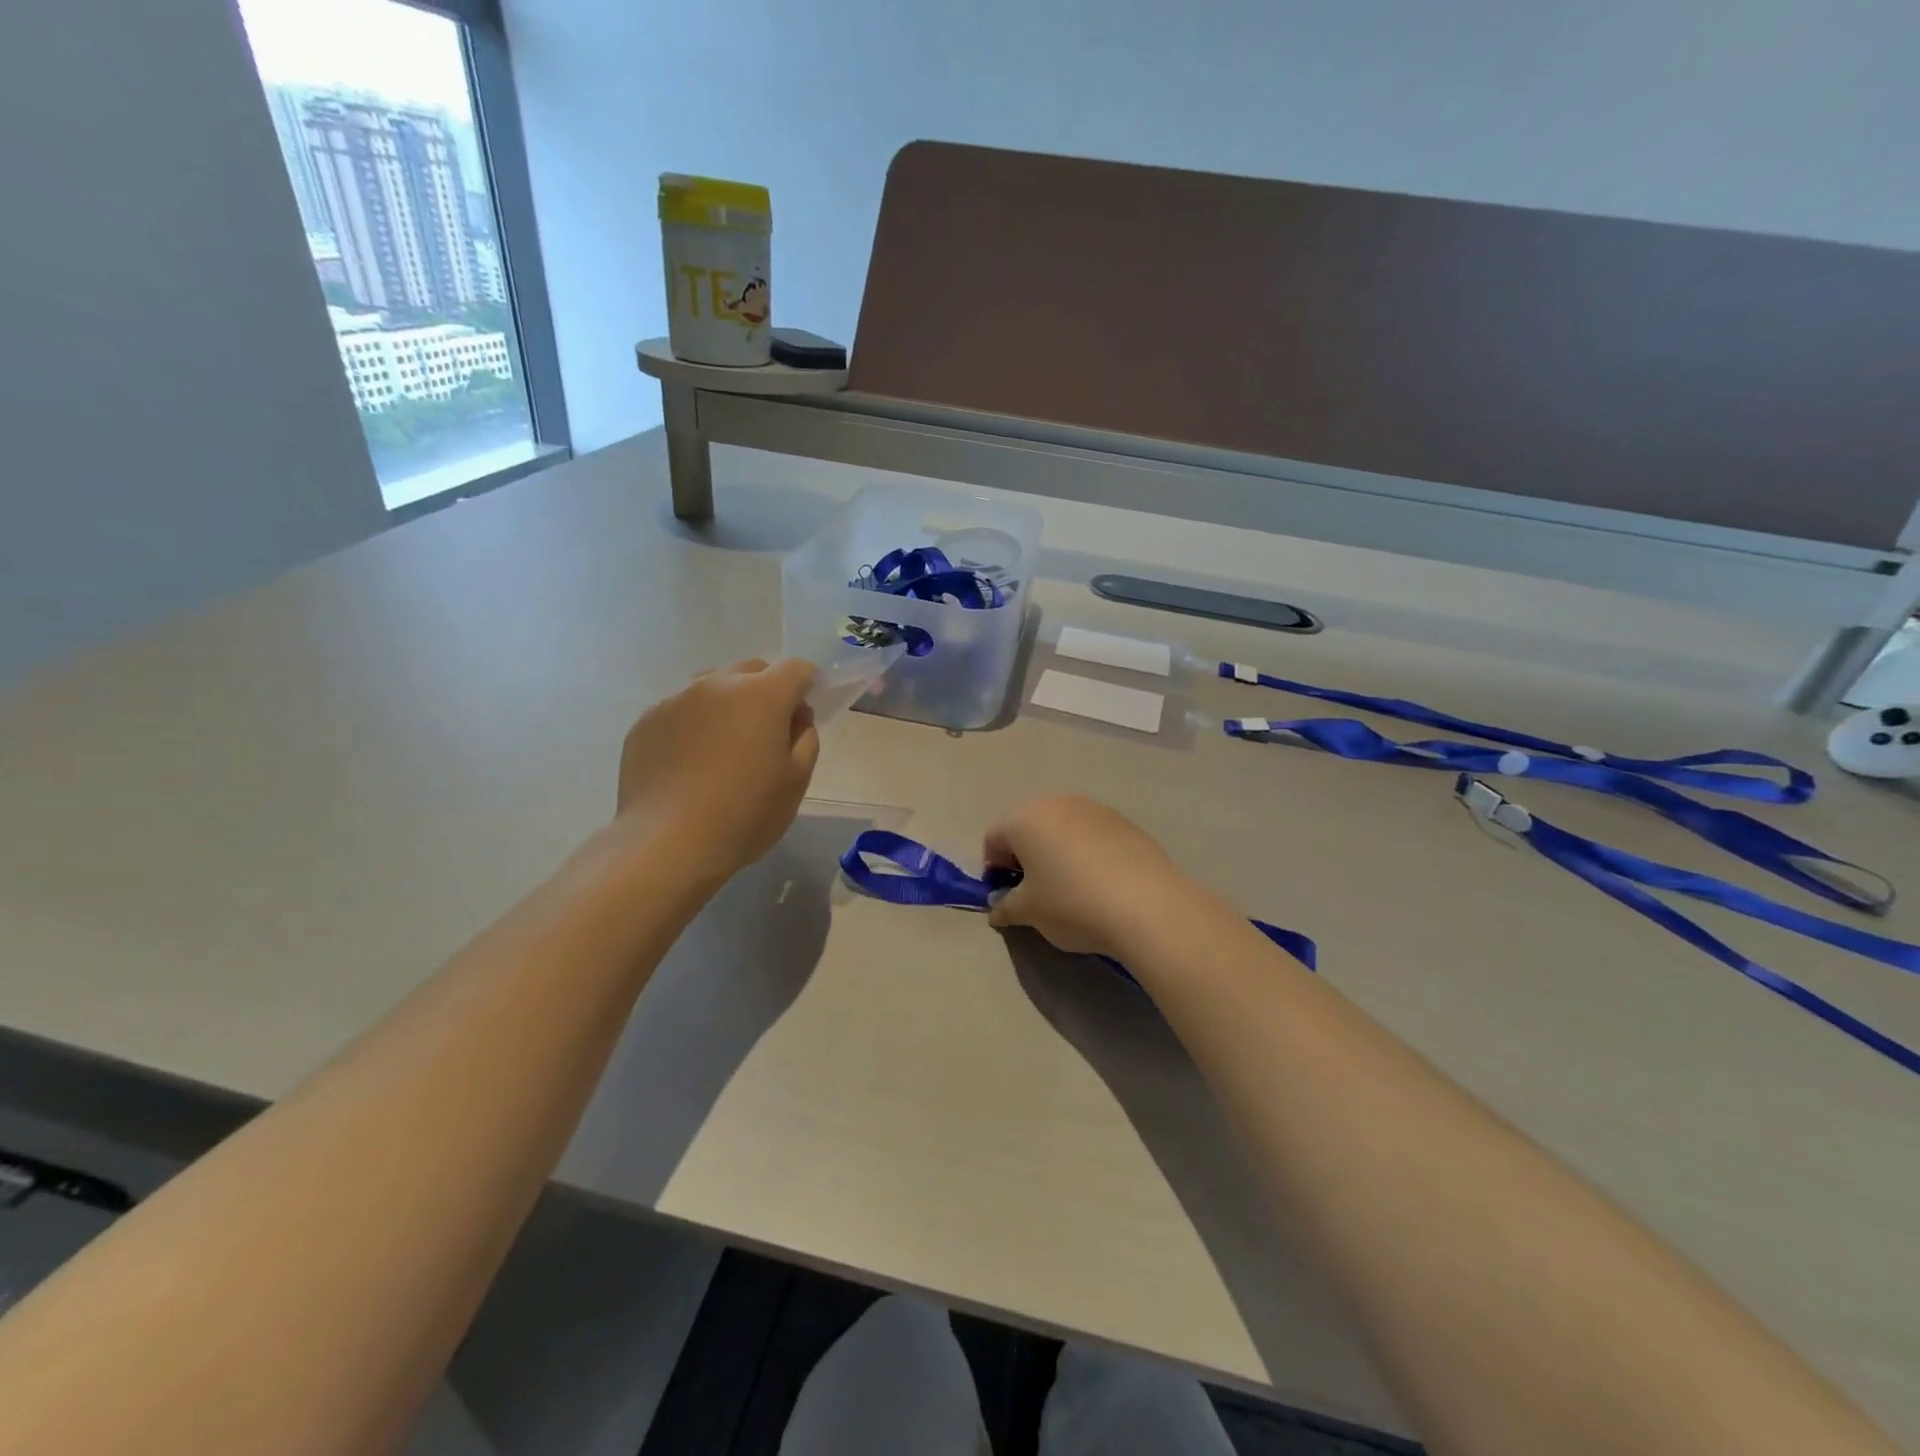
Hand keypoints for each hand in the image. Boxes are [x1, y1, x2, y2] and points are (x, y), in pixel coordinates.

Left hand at [615, 658, 819, 882]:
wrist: (668, 843)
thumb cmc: (745, 813)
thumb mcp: (796, 780)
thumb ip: (805, 738)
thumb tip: (795, 718)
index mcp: (762, 695)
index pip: (796, 669)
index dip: (808, 685)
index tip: (805, 714)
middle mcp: (717, 684)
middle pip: (752, 670)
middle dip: (767, 691)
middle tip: (767, 733)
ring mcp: (676, 699)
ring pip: (712, 686)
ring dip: (727, 704)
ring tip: (725, 746)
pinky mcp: (646, 721)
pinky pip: (680, 710)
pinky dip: (694, 724)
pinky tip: (690, 762)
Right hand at [984, 795, 1206, 959]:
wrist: (1147, 905)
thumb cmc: (1072, 904)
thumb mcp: (1029, 912)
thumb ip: (1006, 907)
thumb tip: (997, 909)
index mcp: (1025, 819)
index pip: (994, 839)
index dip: (993, 869)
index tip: (1006, 898)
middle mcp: (1057, 803)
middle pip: (1028, 827)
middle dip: (1025, 857)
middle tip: (1035, 892)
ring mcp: (1094, 809)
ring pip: (1062, 828)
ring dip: (1057, 852)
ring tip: (1071, 888)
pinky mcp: (1125, 822)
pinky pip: (1092, 835)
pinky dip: (1087, 853)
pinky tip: (1100, 883)